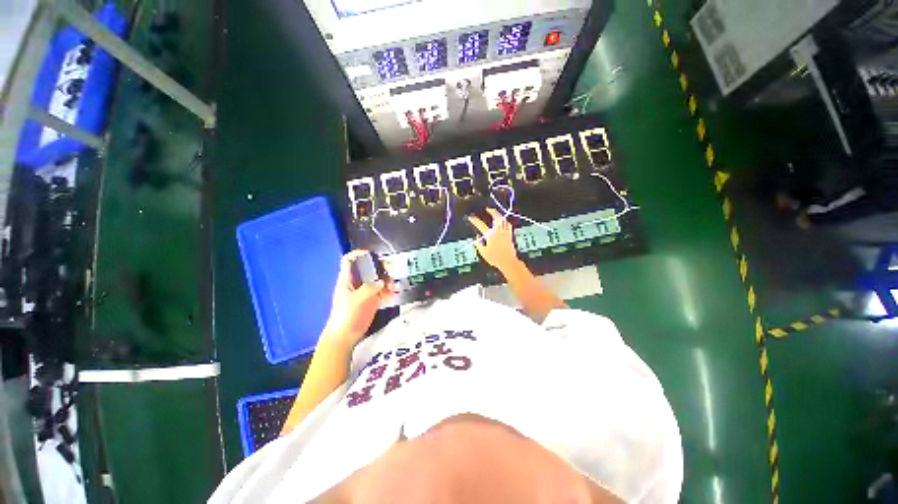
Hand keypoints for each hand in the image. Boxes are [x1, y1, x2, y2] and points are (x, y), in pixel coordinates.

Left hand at [322, 250, 394, 345]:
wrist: (345, 335)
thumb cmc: (345, 315)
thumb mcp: (354, 300)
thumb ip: (368, 288)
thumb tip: (382, 282)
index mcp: (347, 279)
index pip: (349, 260)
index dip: (358, 254)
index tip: (371, 254)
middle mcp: (357, 282)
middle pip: (369, 267)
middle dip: (380, 266)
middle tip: (391, 269)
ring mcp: (366, 291)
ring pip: (378, 278)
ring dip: (387, 279)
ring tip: (393, 286)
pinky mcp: (373, 299)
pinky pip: (383, 290)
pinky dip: (389, 290)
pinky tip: (392, 294)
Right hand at [468, 208, 520, 272]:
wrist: (508, 262)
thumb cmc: (494, 258)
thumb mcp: (483, 252)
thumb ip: (478, 244)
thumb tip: (476, 237)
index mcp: (490, 235)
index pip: (481, 225)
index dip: (475, 220)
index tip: (471, 217)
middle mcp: (498, 231)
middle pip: (496, 218)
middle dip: (492, 212)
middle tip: (488, 208)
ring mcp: (505, 232)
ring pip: (503, 220)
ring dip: (499, 214)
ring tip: (495, 212)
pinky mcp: (510, 235)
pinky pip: (508, 224)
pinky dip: (505, 221)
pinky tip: (504, 220)